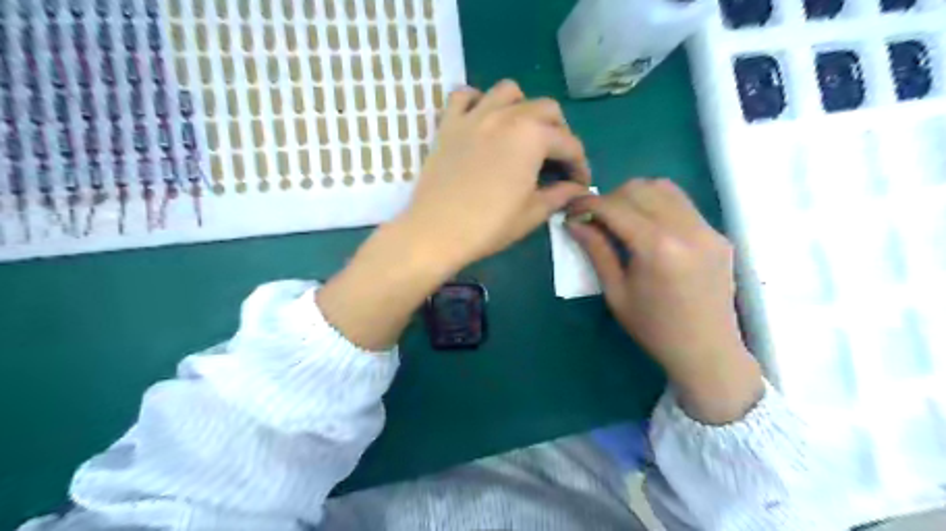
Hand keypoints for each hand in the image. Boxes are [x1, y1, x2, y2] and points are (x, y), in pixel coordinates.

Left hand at [322, 82, 589, 352]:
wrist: (436, 232)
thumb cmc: (489, 226)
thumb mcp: (532, 213)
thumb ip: (559, 195)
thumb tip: (577, 189)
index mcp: (533, 137)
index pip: (569, 144)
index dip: (580, 164)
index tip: (580, 183)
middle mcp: (507, 116)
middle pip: (546, 109)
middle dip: (559, 133)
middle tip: (556, 160)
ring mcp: (474, 116)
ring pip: (508, 92)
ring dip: (523, 108)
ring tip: (522, 133)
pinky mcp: (448, 124)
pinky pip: (463, 96)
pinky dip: (477, 101)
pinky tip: (483, 121)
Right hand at [567, 181, 757, 423]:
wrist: (707, 351)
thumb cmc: (654, 329)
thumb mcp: (616, 293)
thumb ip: (596, 251)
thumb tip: (574, 223)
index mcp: (657, 248)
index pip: (615, 207)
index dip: (587, 204)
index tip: (570, 210)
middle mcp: (685, 228)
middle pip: (639, 189)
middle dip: (610, 198)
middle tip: (595, 219)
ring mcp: (707, 228)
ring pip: (663, 188)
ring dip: (635, 196)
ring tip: (621, 219)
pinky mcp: (717, 234)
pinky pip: (682, 204)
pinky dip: (658, 204)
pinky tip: (649, 227)